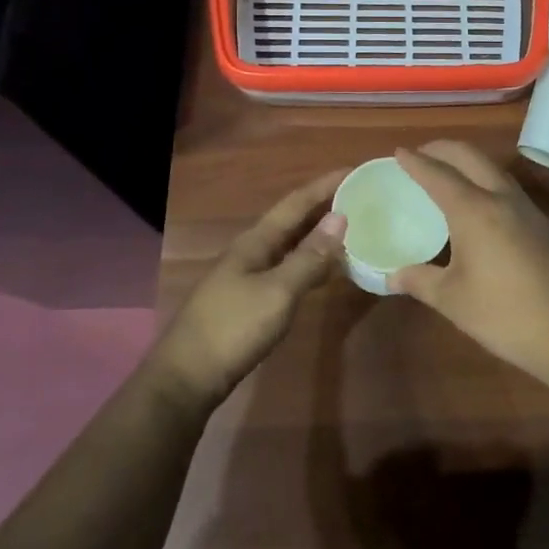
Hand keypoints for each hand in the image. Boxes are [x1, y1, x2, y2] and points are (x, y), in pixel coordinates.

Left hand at [153, 169, 348, 409]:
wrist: (188, 377)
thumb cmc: (233, 328)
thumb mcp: (278, 291)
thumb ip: (309, 257)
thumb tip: (340, 217)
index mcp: (256, 241)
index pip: (296, 203)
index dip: (325, 186)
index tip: (354, 170)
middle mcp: (252, 251)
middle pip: (293, 220)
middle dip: (324, 205)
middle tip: (360, 196)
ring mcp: (250, 275)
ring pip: (291, 245)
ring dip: (319, 234)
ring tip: (352, 227)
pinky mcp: (252, 299)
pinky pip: (289, 268)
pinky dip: (312, 262)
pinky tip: (328, 270)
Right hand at [389, 142, 548, 383]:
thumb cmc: (504, 313)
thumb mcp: (452, 300)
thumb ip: (420, 281)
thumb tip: (391, 276)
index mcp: (475, 210)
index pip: (438, 175)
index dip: (416, 162)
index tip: (398, 151)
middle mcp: (502, 199)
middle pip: (471, 157)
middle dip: (444, 149)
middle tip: (422, 154)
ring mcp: (528, 210)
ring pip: (494, 170)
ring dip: (468, 162)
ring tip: (448, 173)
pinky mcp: (543, 225)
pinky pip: (508, 188)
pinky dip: (486, 181)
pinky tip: (480, 204)